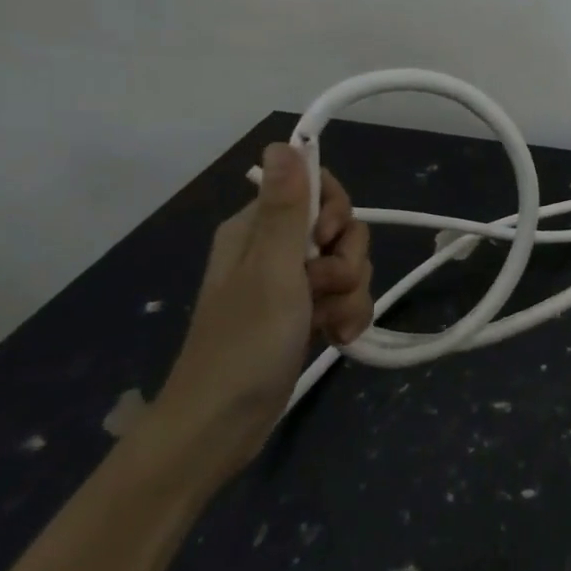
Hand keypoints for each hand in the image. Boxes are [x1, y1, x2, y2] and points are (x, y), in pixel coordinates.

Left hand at [151, 144, 373, 471]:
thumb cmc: (244, 343)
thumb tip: (283, 141)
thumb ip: (286, 207)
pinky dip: (348, 316)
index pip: (315, 187)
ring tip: (329, 325)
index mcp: (258, 228)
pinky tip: (336, 338)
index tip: (326, 239)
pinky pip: (345, 298)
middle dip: (346, 261)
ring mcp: (291, 285)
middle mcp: (274, 249)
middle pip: (340, 229)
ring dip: (350, 294)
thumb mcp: (272, 270)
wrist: (220, 429)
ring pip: (348, 265)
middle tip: (323, 289)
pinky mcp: (304, 316)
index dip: (335, 209)